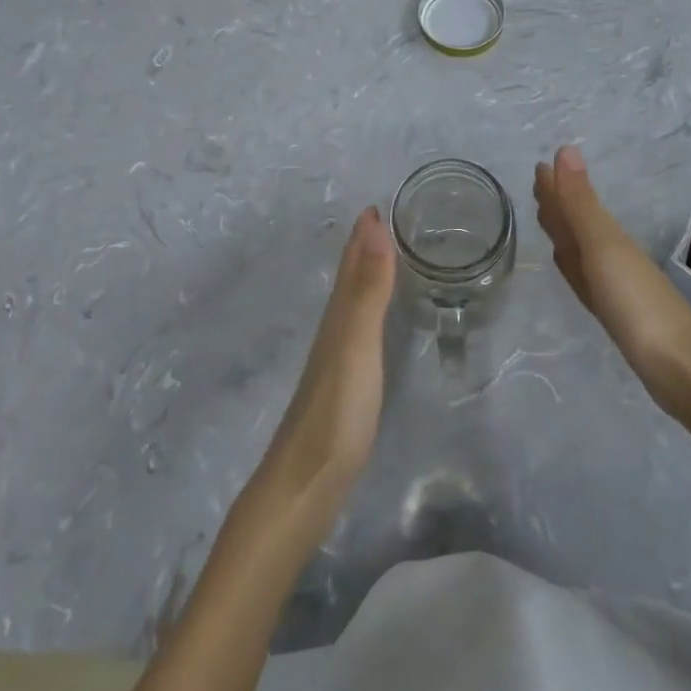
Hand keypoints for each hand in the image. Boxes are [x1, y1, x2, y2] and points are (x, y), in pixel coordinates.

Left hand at [255, 207, 395, 535]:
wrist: (305, 485)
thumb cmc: (336, 412)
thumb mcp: (357, 344)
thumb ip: (368, 289)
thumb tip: (374, 225)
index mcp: (339, 316)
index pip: (352, 263)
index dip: (364, 234)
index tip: (377, 204)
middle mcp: (335, 330)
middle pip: (349, 279)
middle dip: (364, 248)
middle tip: (384, 222)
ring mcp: (337, 360)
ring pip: (352, 303)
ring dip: (366, 276)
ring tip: (385, 259)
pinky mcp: (345, 386)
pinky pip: (359, 330)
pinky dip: (369, 311)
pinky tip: (374, 322)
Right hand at [534, 146, 690, 423]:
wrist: (682, 369)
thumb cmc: (637, 303)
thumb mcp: (603, 246)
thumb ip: (580, 202)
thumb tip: (565, 148)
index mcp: (607, 235)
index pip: (575, 202)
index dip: (557, 186)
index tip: (538, 167)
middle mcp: (611, 253)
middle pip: (579, 222)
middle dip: (559, 203)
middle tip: (538, 185)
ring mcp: (615, 285)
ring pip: (581, 249)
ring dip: (564, 232)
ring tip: (548, 219)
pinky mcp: (616, 314)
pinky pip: (586, 279)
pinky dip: (574, 267)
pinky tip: (571, 266)